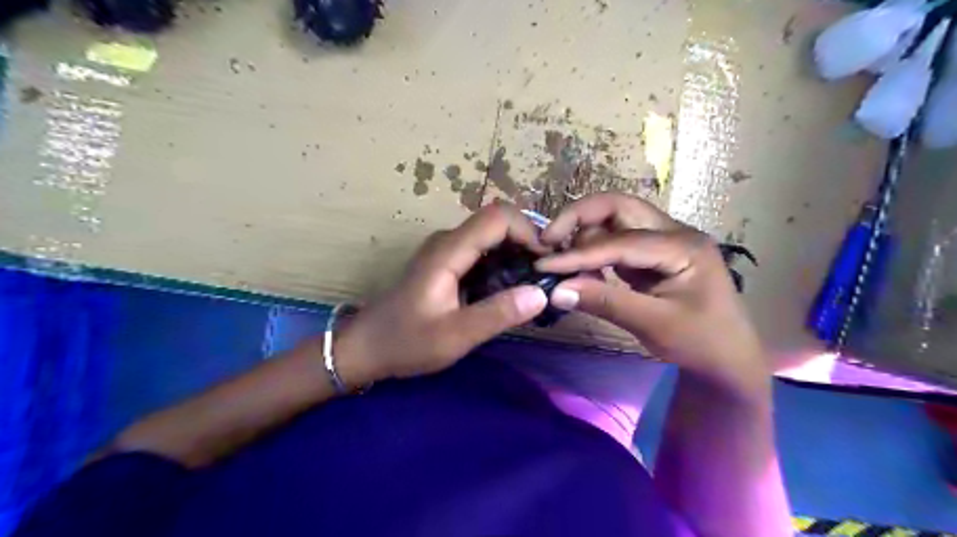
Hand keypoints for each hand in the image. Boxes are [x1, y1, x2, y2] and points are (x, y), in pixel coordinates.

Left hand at [334, 202, 544, 385]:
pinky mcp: (446, 262)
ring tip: (534, 282)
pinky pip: (482, 250)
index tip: (545, 262)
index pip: (497, 217)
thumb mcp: (454, 336)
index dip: (528, 232)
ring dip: (516, 252)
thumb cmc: (406, 342)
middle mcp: (447, 241)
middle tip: (545, 274)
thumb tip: (541, 293)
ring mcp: (445, 250)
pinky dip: (503, 261)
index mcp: (448, 251)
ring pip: (490, 235)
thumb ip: (497, 314)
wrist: (367, 346)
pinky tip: (511, 287)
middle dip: (527, 241)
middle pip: (497, 221)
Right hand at [537, 195, 768, 396]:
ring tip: (563, 260)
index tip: (544, 265)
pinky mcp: (651, 253)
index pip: (621, 241)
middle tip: (549, 241)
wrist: (728, 358)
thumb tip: (556, 290)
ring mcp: (663, 239)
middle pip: (619, 206)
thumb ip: (605, 303)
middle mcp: (674, 232)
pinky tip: (581, 268)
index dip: (580, 253)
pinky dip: (593, 248)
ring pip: (615, 218)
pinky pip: (616, 239)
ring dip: (585, 232)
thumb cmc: (700, 342)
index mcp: (683, 246)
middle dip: (579, 217)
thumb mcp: (654, 325)